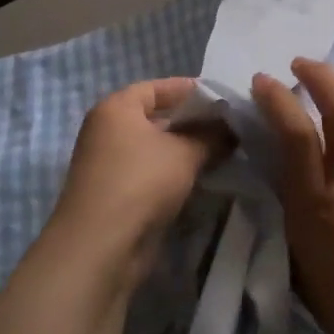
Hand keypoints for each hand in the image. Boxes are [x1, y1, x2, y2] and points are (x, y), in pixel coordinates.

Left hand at [50, 78, 224, 281]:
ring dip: (186, 149)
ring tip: (224, 151)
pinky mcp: (116, 193)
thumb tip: (232, 128)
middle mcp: (107, 130)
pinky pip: (151, 172)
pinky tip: (203, 177)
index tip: (224, 98)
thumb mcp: (185, 153)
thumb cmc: (141, 181)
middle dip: (193, 121)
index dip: (191, 90)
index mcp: (117, 107)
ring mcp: (109, 163)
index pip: (158, 88)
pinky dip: (174, 172)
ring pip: (155, 147)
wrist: (101, 245)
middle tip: (230, 126)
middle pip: (156, 117)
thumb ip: (212, 135)